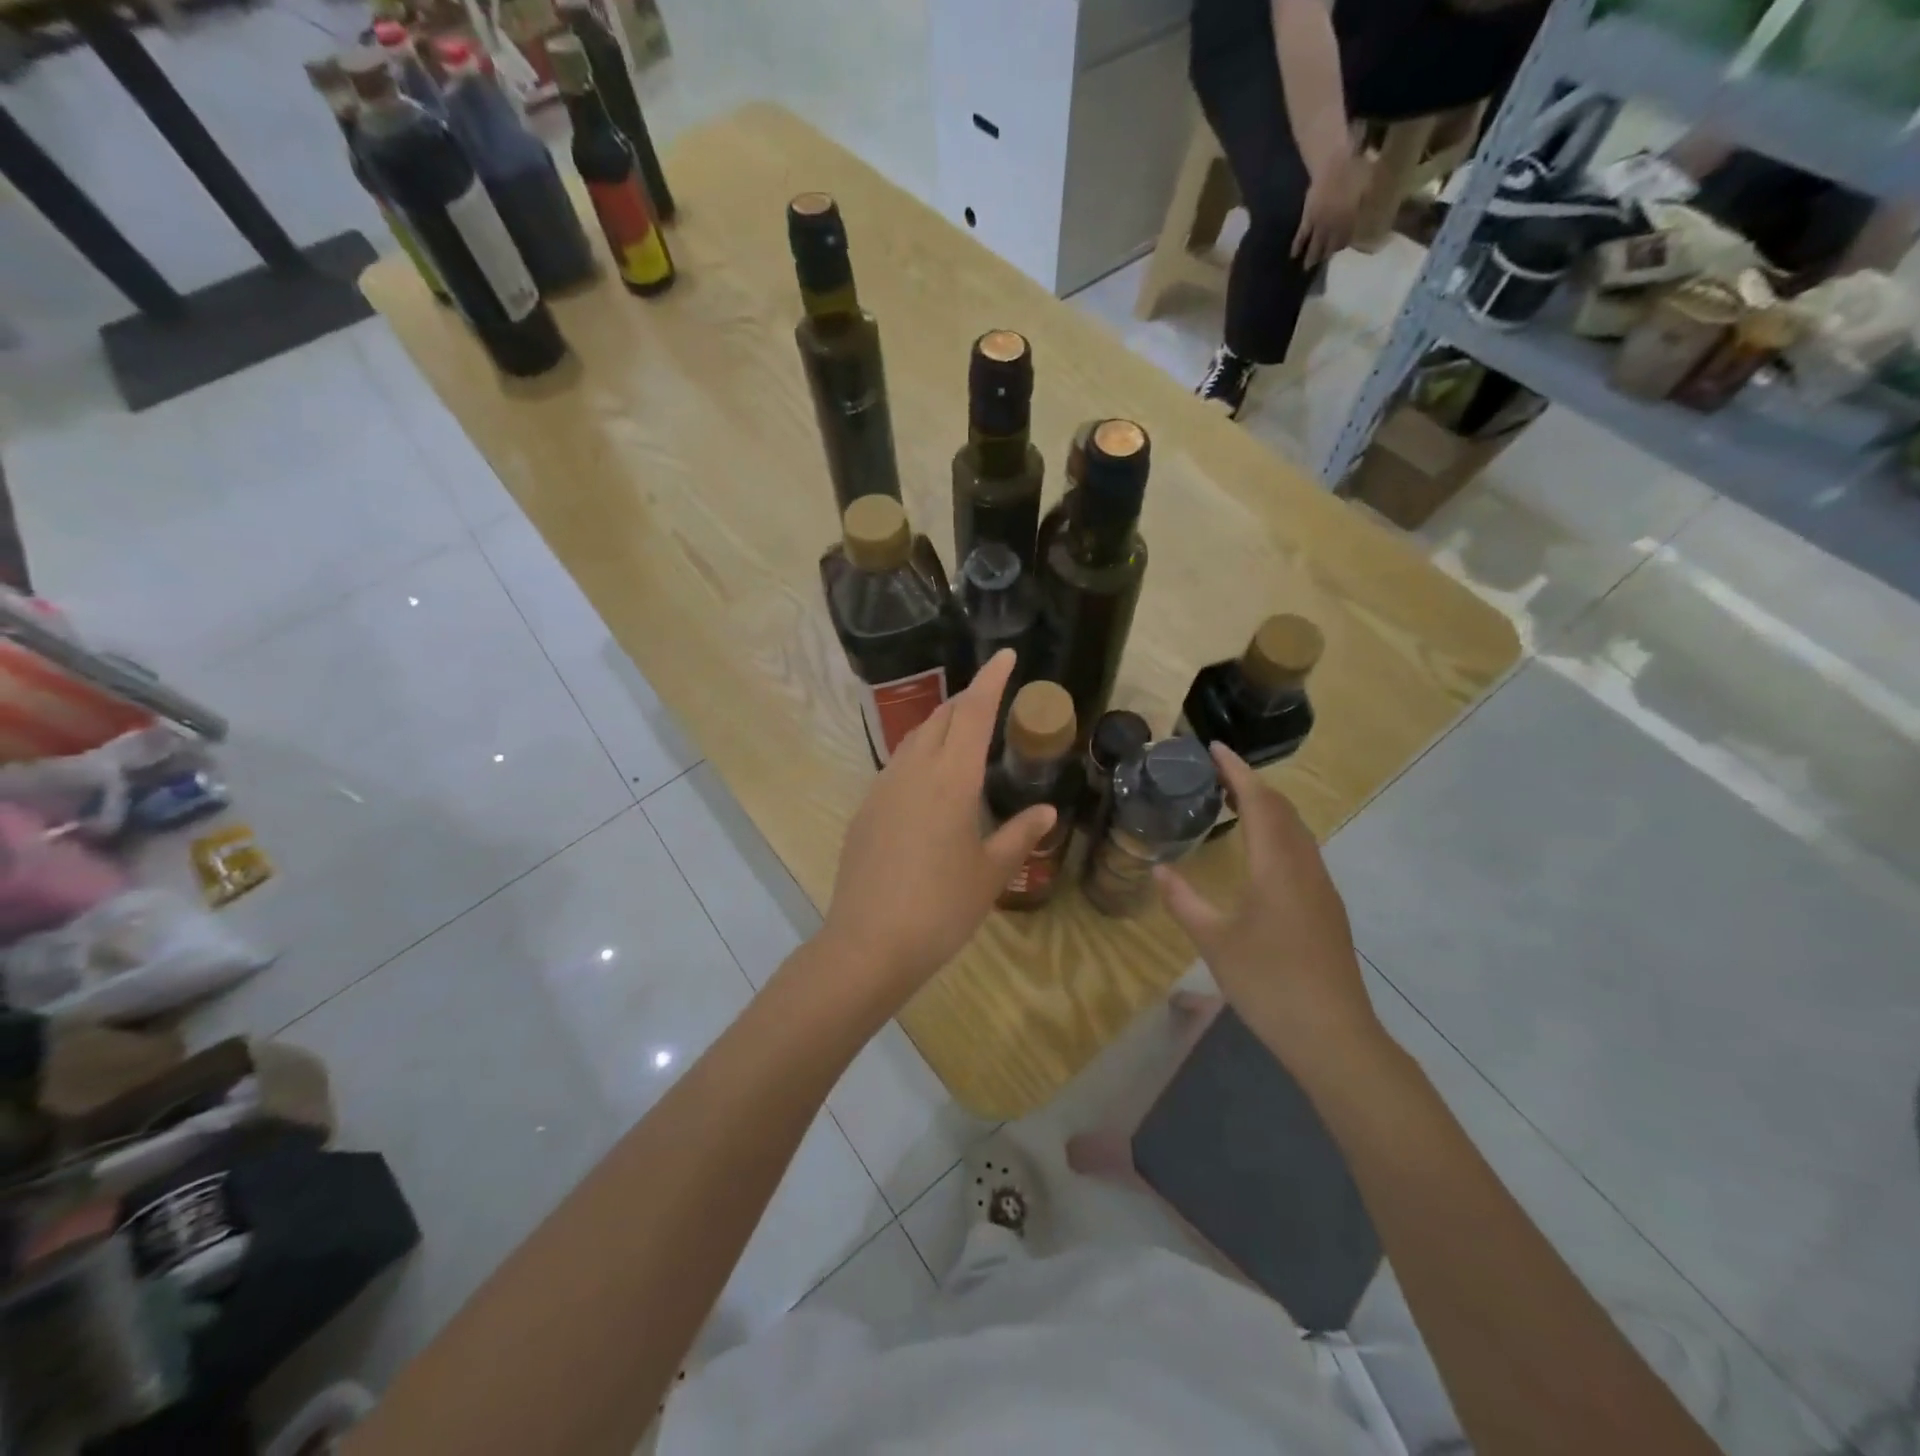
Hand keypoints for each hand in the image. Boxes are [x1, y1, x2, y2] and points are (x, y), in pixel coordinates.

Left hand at [821, 650, 1055, 999]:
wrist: (870, 944)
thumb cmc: (941, 908)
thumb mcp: (990, 873)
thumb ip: (1019, 835)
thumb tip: (1046, 811)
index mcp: (951, 779)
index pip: (973, 712)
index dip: (991, 680)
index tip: (1006, 656)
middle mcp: (913, 771)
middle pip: (940, 717)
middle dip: (966, 700)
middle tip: (991, 701)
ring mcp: (882, 789)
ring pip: (914, 739)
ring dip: (940, 727)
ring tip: (962, 737)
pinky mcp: (865, 811)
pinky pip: (897, 767)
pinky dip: (920, 757)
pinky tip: (930, 785)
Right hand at [1155, 743, 1384, 1075]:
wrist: (1333, 1034)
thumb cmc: (1269, 982)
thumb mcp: (1214, 941)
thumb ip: (1184, 901)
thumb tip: (1158, 870)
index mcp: (1277, 866)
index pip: (1259, 801)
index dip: (1236, 770)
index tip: (1213, 747)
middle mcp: (1304, 867)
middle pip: (1282, 809)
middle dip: (1252, 783)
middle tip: (1216, 771)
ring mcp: (1321, 888)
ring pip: (1296, 830)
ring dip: (1268, 807)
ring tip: (1235, 801)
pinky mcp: (1326, 908)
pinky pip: (1301, 851)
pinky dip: (1278, 832)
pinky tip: (1260, 851)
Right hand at [1293, 148, 1373, 267]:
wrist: (1335, 162)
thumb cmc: (1356, 169)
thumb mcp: (1370, 185)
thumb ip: (1367, 202)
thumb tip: (1370, 212)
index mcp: (1349, 218)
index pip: (1345, 239)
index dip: (1342, 246)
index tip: (1340, 251)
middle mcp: (1333, 225)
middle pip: (1328, 245)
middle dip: (1325, 256)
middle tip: (1322, 264)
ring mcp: (1318, 222)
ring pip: (1314, 244)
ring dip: (1311, 256)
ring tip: (1307, 267)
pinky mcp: (1307, 217)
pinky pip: (1301, 235)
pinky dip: (1297, 245)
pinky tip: (1293, 254)